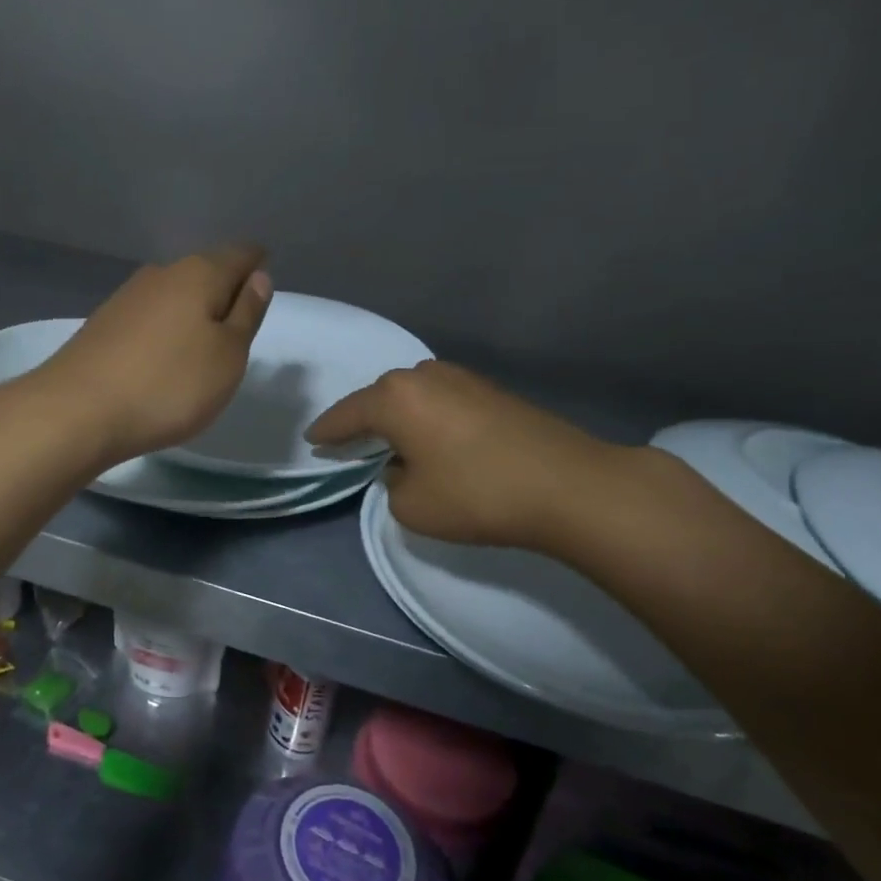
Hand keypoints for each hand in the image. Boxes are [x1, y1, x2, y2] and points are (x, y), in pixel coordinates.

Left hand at [30, 245, 272, 466]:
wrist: (78, 411)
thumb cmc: (169, 384)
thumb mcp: (228, 356)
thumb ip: (247, 313)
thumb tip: (258, 277)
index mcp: (199, 274)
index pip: (240, 255)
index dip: (257, 266)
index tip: (265, 288)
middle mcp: (161, 274)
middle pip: (205, 271)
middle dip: (225, 290)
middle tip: (239, 324)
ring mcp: (127, 297)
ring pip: (174, 294)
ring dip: (193, 312)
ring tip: (203, 345)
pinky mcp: (103, 324)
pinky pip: (150, 317)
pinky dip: (166, 330)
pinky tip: (164, 356)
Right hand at [307, 360, 623, 550]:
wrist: (568, 485)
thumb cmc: (477, 495)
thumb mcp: (412, 506)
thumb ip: (392, 482)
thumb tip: (406, 466)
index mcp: (395, 398)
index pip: (346, 414)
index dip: (326, 431)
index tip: (312, 440)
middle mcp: (424, 375)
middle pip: (380, 398)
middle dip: (363, 420)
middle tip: (349, 443)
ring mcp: (462, 377)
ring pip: (413, 396)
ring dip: (399, 417)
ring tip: (392, 441)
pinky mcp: (492, 390)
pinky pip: (442, 400)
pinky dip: (428, 418)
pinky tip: (433, 437)